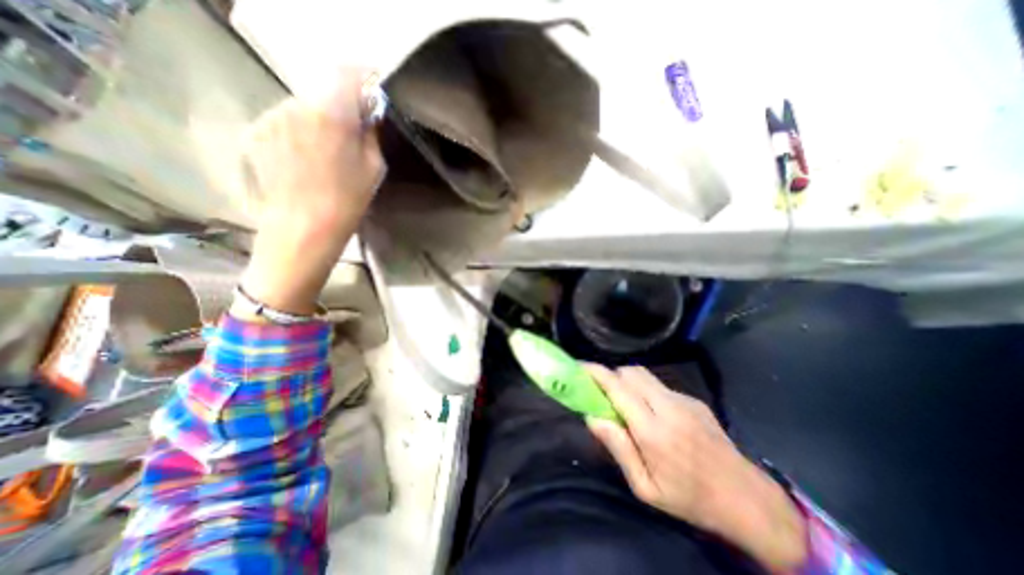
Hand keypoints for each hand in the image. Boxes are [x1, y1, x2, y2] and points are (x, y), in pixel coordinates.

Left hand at [239, 71, 386, 316]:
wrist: (303, 227)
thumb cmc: (348, 200)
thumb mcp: (374, 168)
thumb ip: (372, 133)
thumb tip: (369, 113)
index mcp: (331, 112)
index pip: (347, 72)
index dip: (364, 77)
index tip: (375, 90)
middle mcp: (295, 103)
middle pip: (323, 89)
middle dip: (341, 103)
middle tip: (354, 128)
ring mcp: (270, 116)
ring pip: (302, 105)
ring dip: (318, 117)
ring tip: (327, 149)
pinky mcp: (254, 132)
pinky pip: (283, 121)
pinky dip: (298, 130)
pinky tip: (305, 157)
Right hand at [584, 366, 808, 572]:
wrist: (746, 500)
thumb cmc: (689, 499)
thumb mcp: (645, 487)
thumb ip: (618, 447)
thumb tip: (592, 416)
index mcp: (652, 430)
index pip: (617, 387)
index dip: (596, 373)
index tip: (580, 367)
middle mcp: (668, 406)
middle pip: (630, 372)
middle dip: (612, 375)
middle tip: (603, 392)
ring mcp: (684, 400)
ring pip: (645, 375)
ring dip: (628, 382)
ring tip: (628, 404)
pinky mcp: (694, 400)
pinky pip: (660, 386)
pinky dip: (647, 391)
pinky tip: (655, 415)